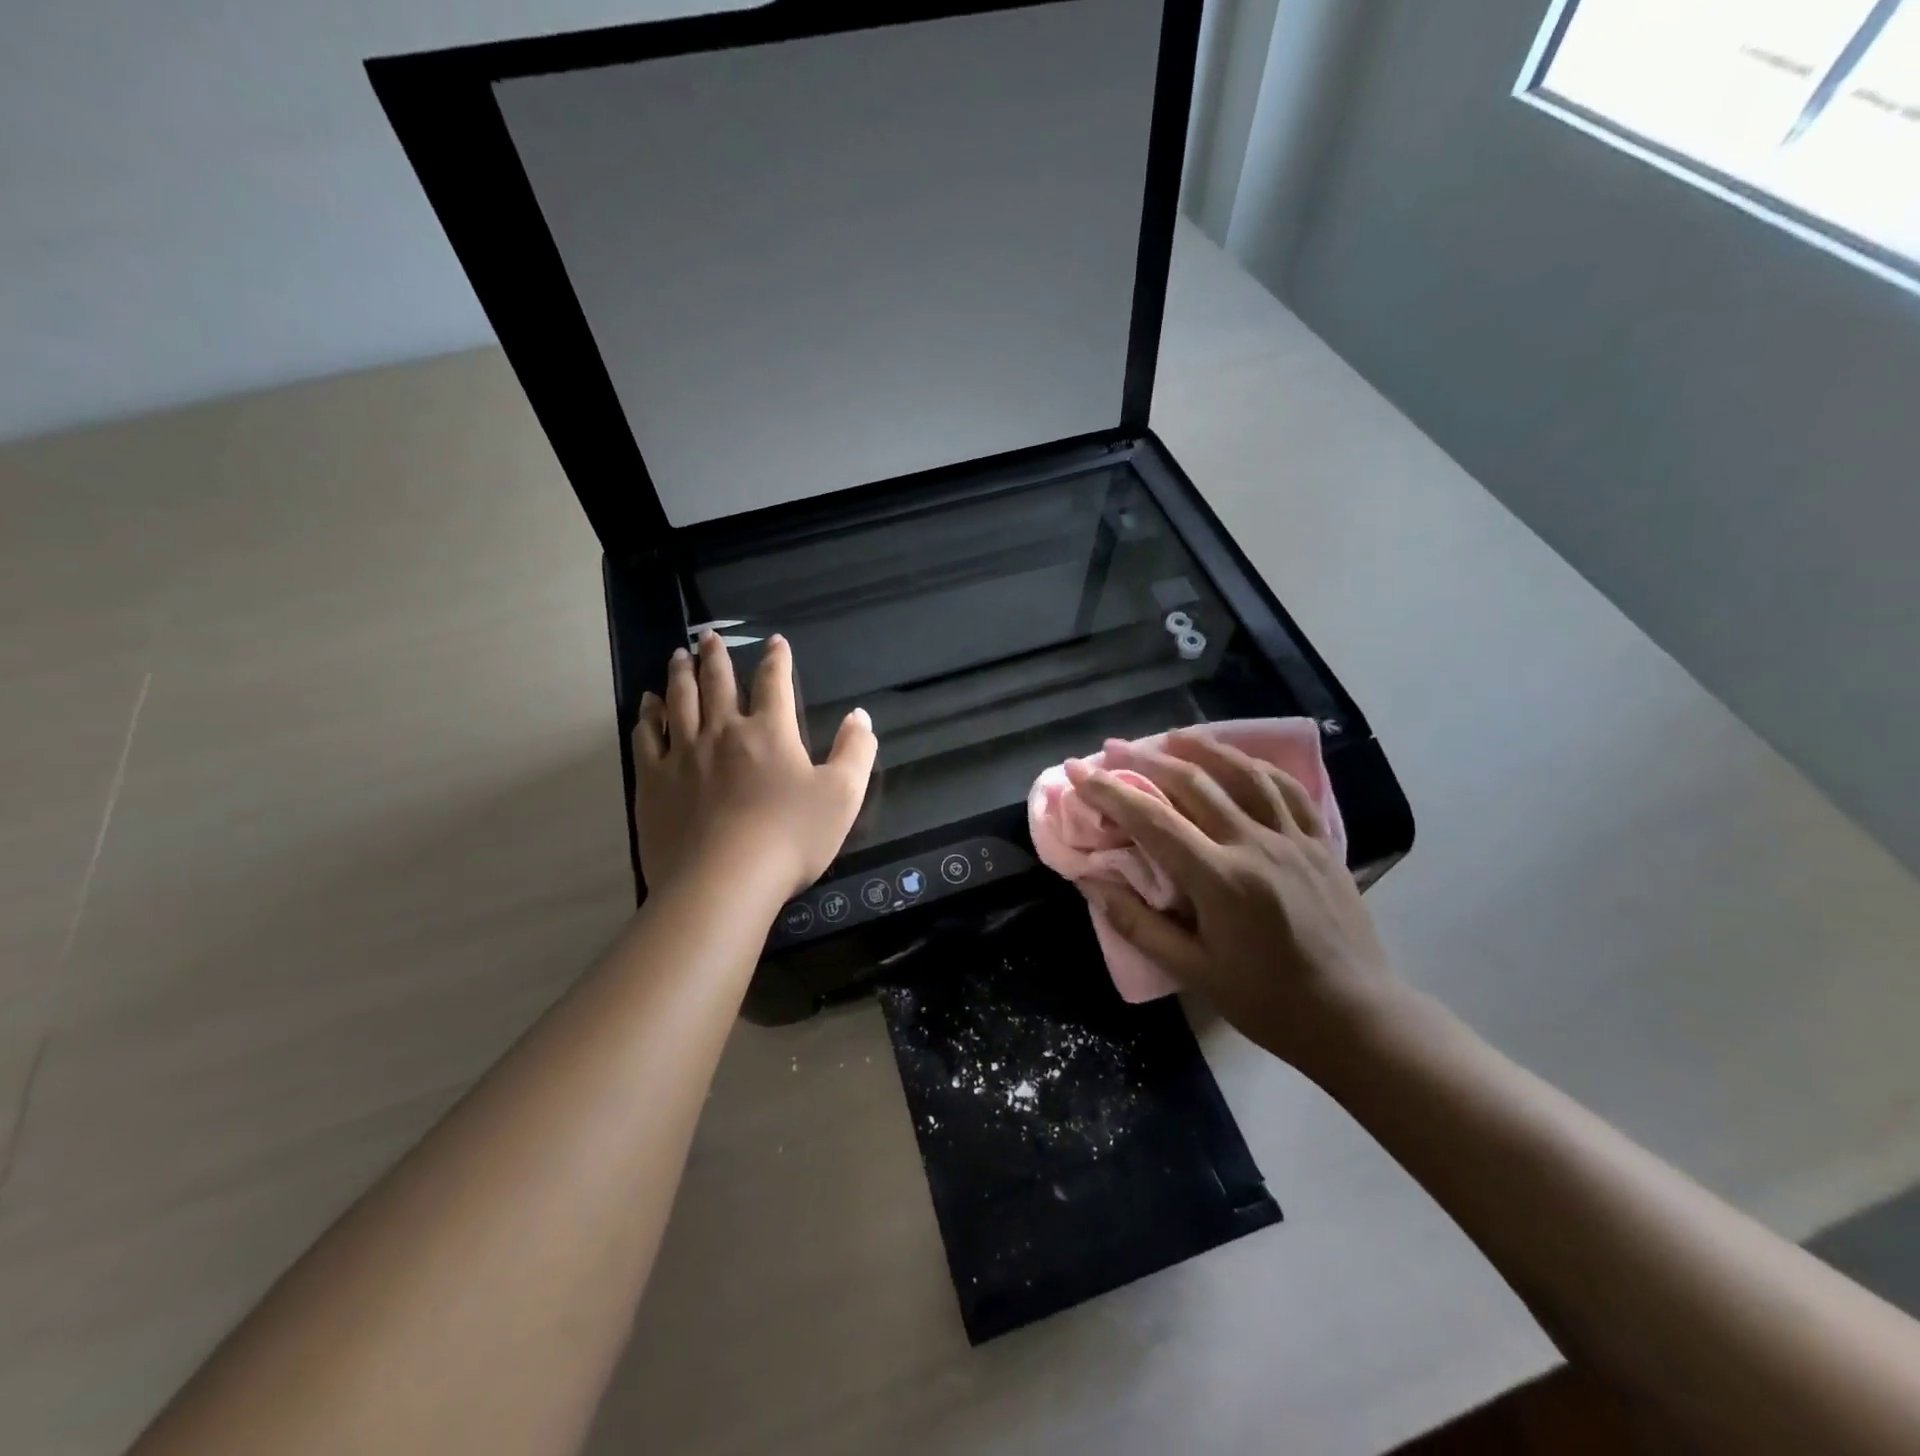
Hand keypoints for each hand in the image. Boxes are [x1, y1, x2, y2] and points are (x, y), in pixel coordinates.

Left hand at [634, 632, 876, 902]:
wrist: (724, 881)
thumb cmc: (790, 838)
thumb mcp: (842, 796)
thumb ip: (855, 752)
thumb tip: (860, 716)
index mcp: (770, 732)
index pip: (774, 683)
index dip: (776, 659)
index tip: (774, 641)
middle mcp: (723, 732)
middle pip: (717, 683)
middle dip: (716, 656)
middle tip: (708, 636)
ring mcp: (683, 754)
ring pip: (679, 701)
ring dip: (680, 675)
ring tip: (678, 657)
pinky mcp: (654, 781)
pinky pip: (647, 737)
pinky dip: (648, 716)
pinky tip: (647, 706)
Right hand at [1077, 731, 1399, 1071]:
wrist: (1355, 1016)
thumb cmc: (1266, 1001)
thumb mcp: (1193, 972)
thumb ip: (1137, 924)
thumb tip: (1090, 882)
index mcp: (1220, 880)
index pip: (1153, 820)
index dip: (1110, 790)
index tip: (1078, 770)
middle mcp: (1256, 846)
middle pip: (1194, 784)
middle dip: (1147, 760)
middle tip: (1114, 747)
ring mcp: (1294, 839)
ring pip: (1243, 774)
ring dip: (1203, 748)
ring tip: (1171, 736)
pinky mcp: (1321, 842)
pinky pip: (1287, 789)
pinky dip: (1256, 766)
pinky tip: (1237, 760)